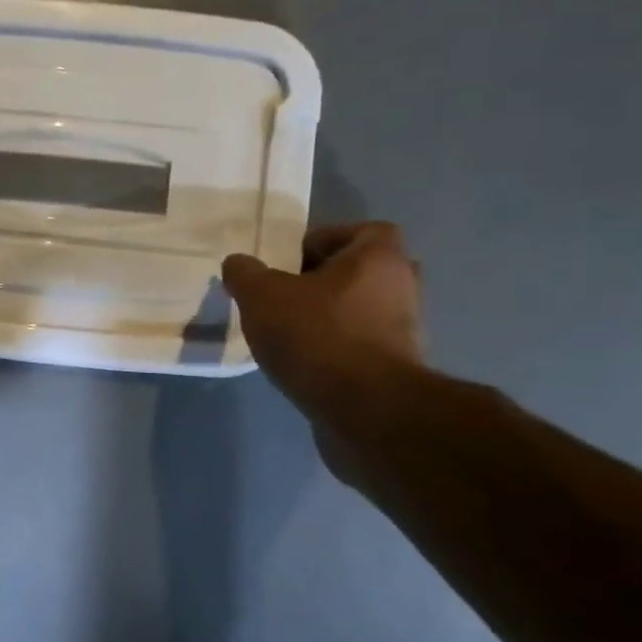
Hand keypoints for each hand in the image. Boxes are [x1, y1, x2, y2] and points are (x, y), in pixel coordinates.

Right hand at [222, 222, 425, 429]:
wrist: (365, 410)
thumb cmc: (317, 336)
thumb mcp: (262, 296)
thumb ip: (245, 273)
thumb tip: (238, 263)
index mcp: (379, 259)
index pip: (363, 231)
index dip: (324, 240)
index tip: (288, 262)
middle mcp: (402, 288)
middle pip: (361, 271)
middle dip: (323, 280)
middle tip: (283, 294)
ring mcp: (403, 331)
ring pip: (360, 310)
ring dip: (327, 316)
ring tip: (284, 332)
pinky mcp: (395, 369)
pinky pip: (359, 345)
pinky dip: (333, 349)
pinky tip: (300, 363)